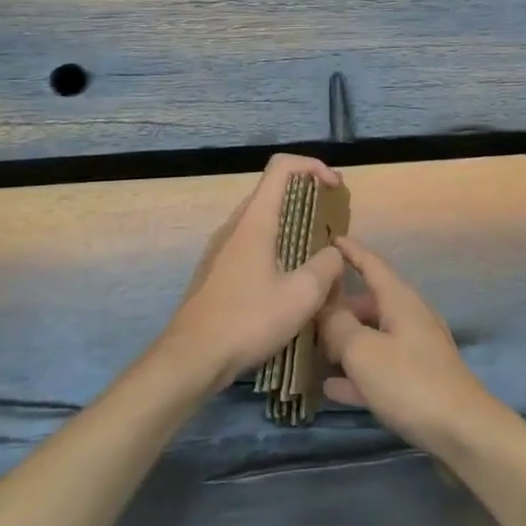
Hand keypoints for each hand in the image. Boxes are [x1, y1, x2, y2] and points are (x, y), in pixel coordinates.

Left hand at [157, 155, 346, 393]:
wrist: (189, 359)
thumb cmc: (247, 320)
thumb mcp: (301, 296)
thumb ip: (327, 266)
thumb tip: (334, 253)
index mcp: (255, 219)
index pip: (282, 166)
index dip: (314, 166)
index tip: (335, 188)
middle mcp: (235, 224)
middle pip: (273, 190)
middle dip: (308, 196)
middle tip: (331, 220)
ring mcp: (221, 247)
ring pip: (262, 218)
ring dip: (292, 223)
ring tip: (315, 252)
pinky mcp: (216, 270)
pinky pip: (251, 241)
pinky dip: (276, 245)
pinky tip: (287, 280)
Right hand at [318, 238, 506, 455]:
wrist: (462, 431)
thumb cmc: (409, 382)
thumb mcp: (364, 352)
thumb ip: (339, 327)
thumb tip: (325, 310)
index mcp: (399, 299)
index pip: (371, 263)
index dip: (350, 251)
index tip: (329, 239)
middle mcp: (409, 316)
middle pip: (368, 302)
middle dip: (338, 306)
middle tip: (305, 312)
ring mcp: (415, 348)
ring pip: (372, 335)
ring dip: (345, 341)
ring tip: (311, 348)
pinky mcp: (417, 379)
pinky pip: (379, 366)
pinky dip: (357, 372)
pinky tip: (330, 387)